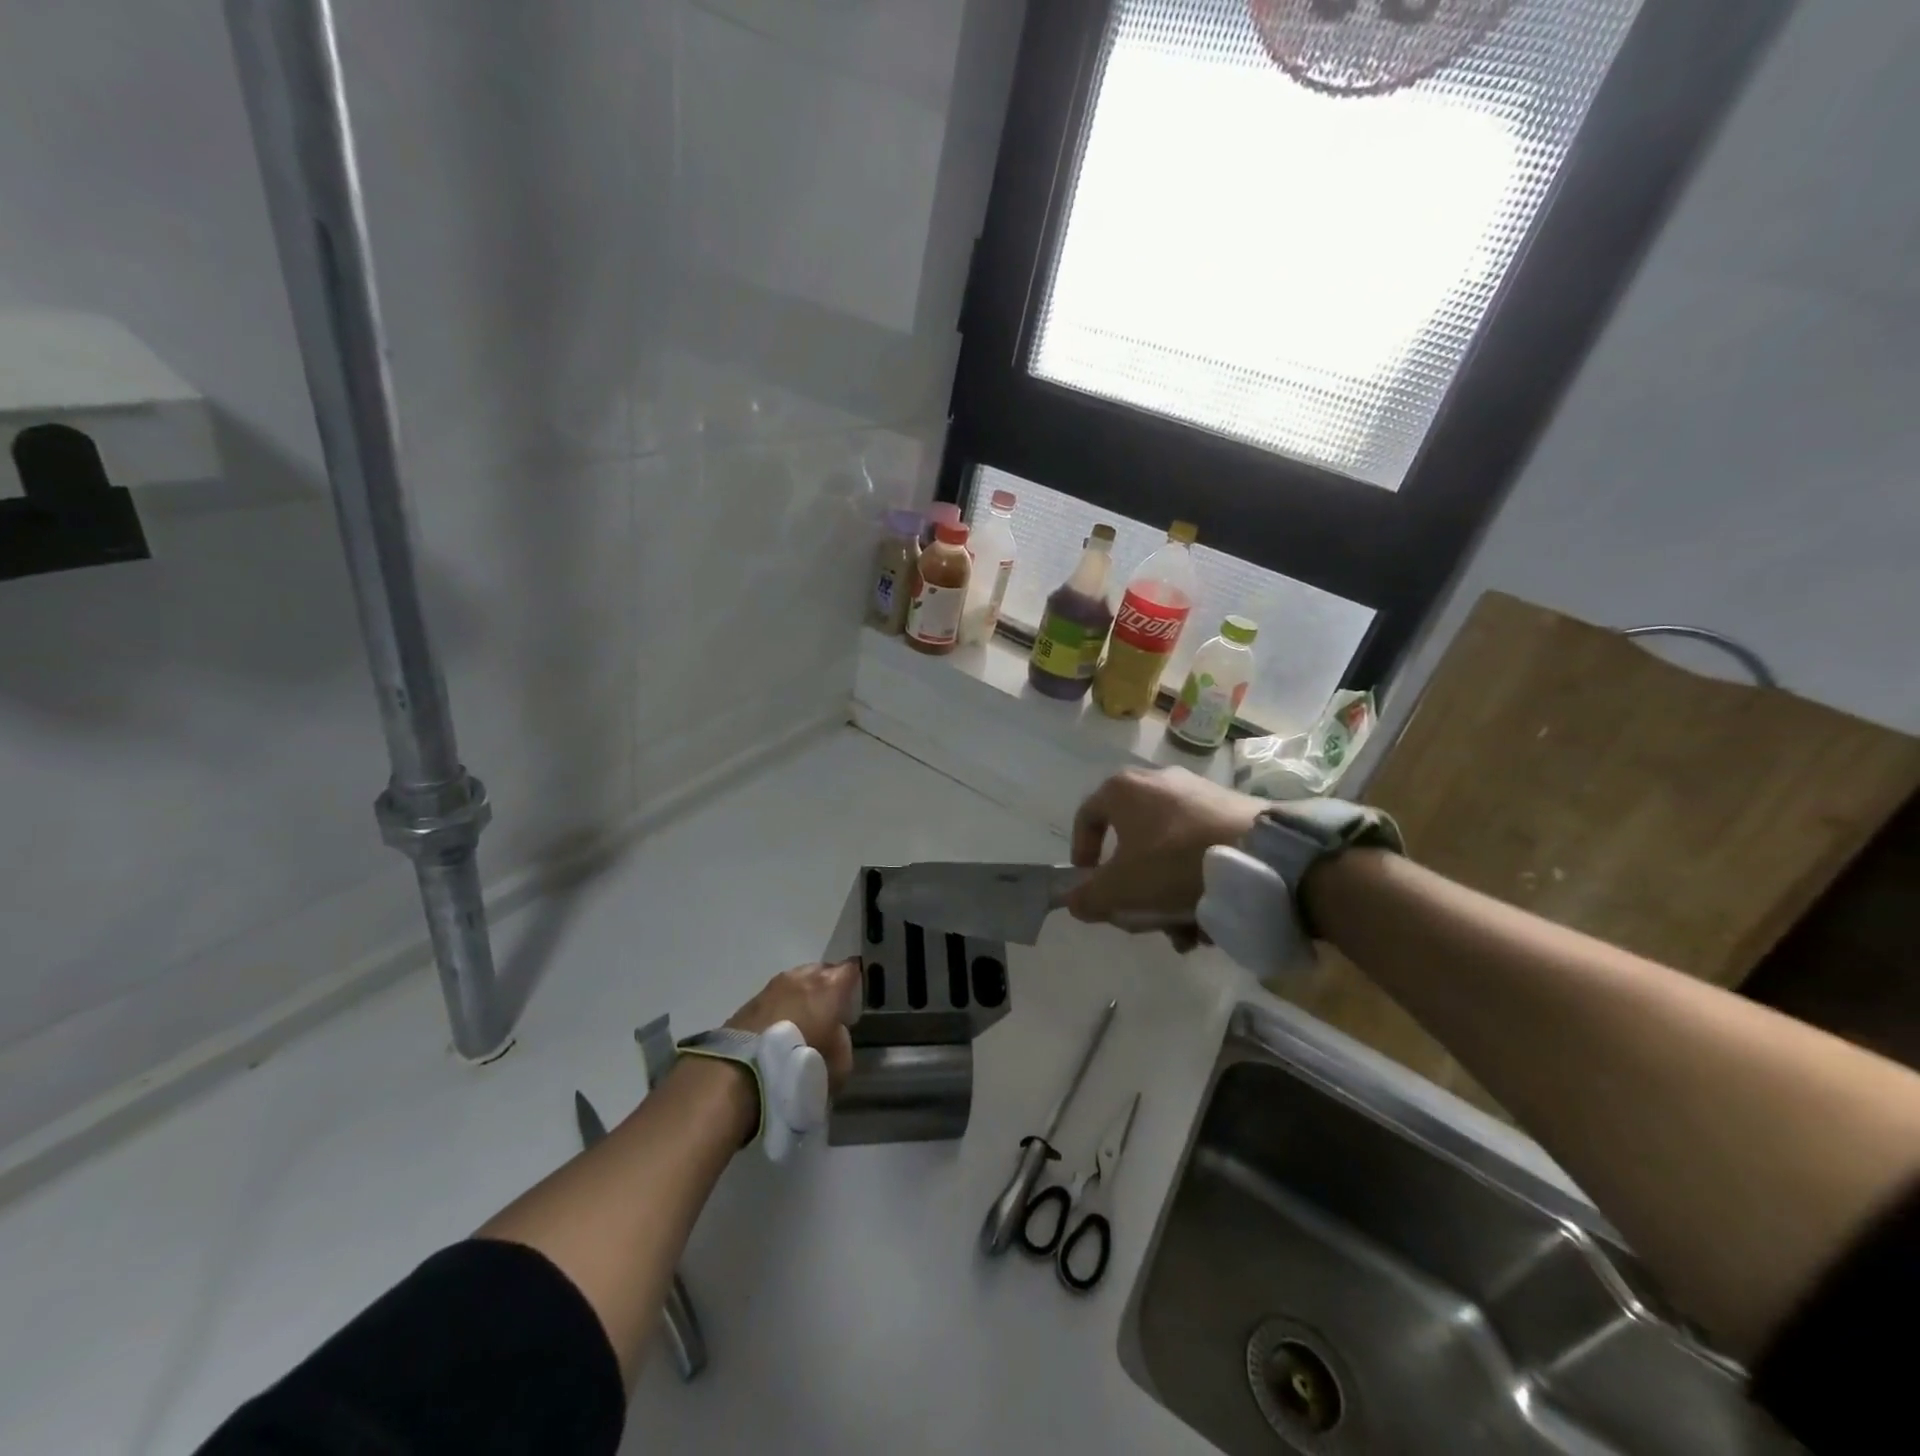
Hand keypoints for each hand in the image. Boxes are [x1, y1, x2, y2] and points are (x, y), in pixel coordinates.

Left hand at [726, 959, 859, 1093]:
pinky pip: (776, 996)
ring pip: (797, 981)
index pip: (852, 969)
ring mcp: (774, 985)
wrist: (743, 1070)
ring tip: (804, 1019)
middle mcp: (803, 977)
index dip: (856, 979)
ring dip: (802, 995)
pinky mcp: (751, 1000)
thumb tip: (836, 1034)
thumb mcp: (839, 1063)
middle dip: (828, 986)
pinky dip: (782, 1007)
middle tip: (830, 1009)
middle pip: (823, 971)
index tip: (857, 993)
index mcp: (830, 986)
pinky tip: (781, 1027)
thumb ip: (843, 1042)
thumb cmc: (800, 1060)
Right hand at [1066, 766, 1265, 925]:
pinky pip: (1198, 847)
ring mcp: (1197, 792)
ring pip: (1166, 851)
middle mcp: (1157, 781)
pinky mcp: (1230, 808)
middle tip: (1141, 918)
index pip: (1087, 817)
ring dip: (1166, 894)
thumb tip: (1073, 901)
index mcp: (1123, 789)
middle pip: (1131, 841)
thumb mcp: (1121, 889)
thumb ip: (1088, 897)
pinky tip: (1209, 918)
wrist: (1262, 854)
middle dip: (1134, 889)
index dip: (1081, 852)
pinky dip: (1195, 881)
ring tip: (1184, 931)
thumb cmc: (1174, 863)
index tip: (1090, 883)